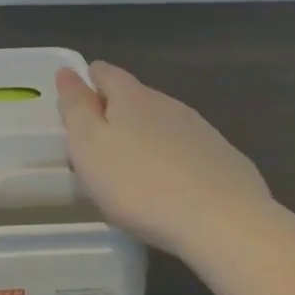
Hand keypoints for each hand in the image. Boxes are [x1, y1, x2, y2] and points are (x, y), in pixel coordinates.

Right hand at [56, 62, 270, 253]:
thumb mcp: (89, 145)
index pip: (106, 73)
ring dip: (147, 136)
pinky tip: (173, 185)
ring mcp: (202, 131)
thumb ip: (76, 107)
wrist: (224, 222)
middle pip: (136, 97)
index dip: (90, 80)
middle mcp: (168, 104)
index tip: (79, 97)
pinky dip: (175, 160)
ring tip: (134, 165)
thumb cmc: (139, 184)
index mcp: (131, 97)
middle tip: (100, 139)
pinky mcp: (226, 160)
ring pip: (165, 124)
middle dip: (117, 111)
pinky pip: (191, 151)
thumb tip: (67, 72)